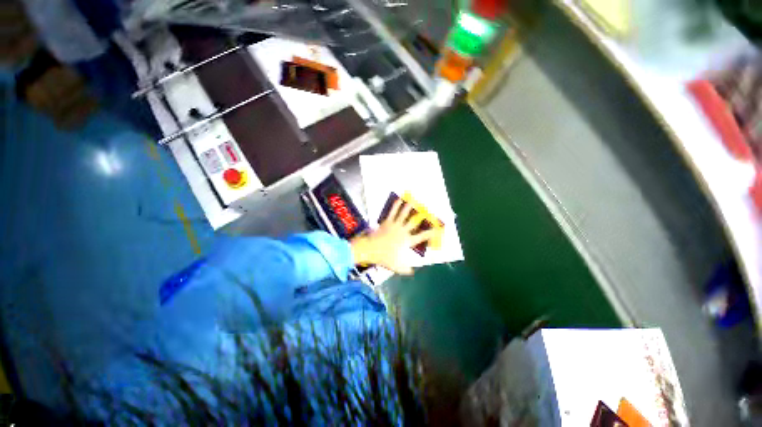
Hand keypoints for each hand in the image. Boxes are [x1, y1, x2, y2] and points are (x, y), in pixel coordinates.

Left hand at [350, 199, 439, 274]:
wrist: (371, 249)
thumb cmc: (384, 257)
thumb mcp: (396, 266)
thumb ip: (406, 269)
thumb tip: (413, 272)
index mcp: (407, 241)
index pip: (422, 236)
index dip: (431, 232)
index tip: (438, 229)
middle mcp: (403, 231)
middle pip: (414, 222)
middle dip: (421, 216)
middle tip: (427, 210)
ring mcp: (395, 225)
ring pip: (404, 214)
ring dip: (409, 207)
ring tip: (413, 200)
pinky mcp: (387, 222)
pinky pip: (393, 212)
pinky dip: (396, 205)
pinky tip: (399, 199)